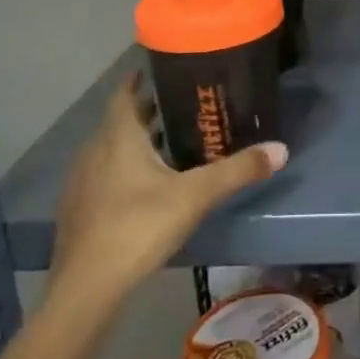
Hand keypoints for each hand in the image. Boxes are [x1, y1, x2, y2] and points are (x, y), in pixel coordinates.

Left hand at [51, 73, 285, 302]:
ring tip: (167, 145)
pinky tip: (142, 188)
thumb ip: (237, 171)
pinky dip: (121, 170)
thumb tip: (281, 149)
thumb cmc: (139, 226)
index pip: (124, 94)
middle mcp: (94, 151)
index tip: (159, 69)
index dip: (138, 79)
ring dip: (133, 143)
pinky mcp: (77, 211)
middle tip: (179, 106)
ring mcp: (81, 182)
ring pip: (109, 150)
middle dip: (146, 112)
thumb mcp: (195, 196)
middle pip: (120, 122)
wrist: (86, 289)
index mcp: (119, 137)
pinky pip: (102, 176)